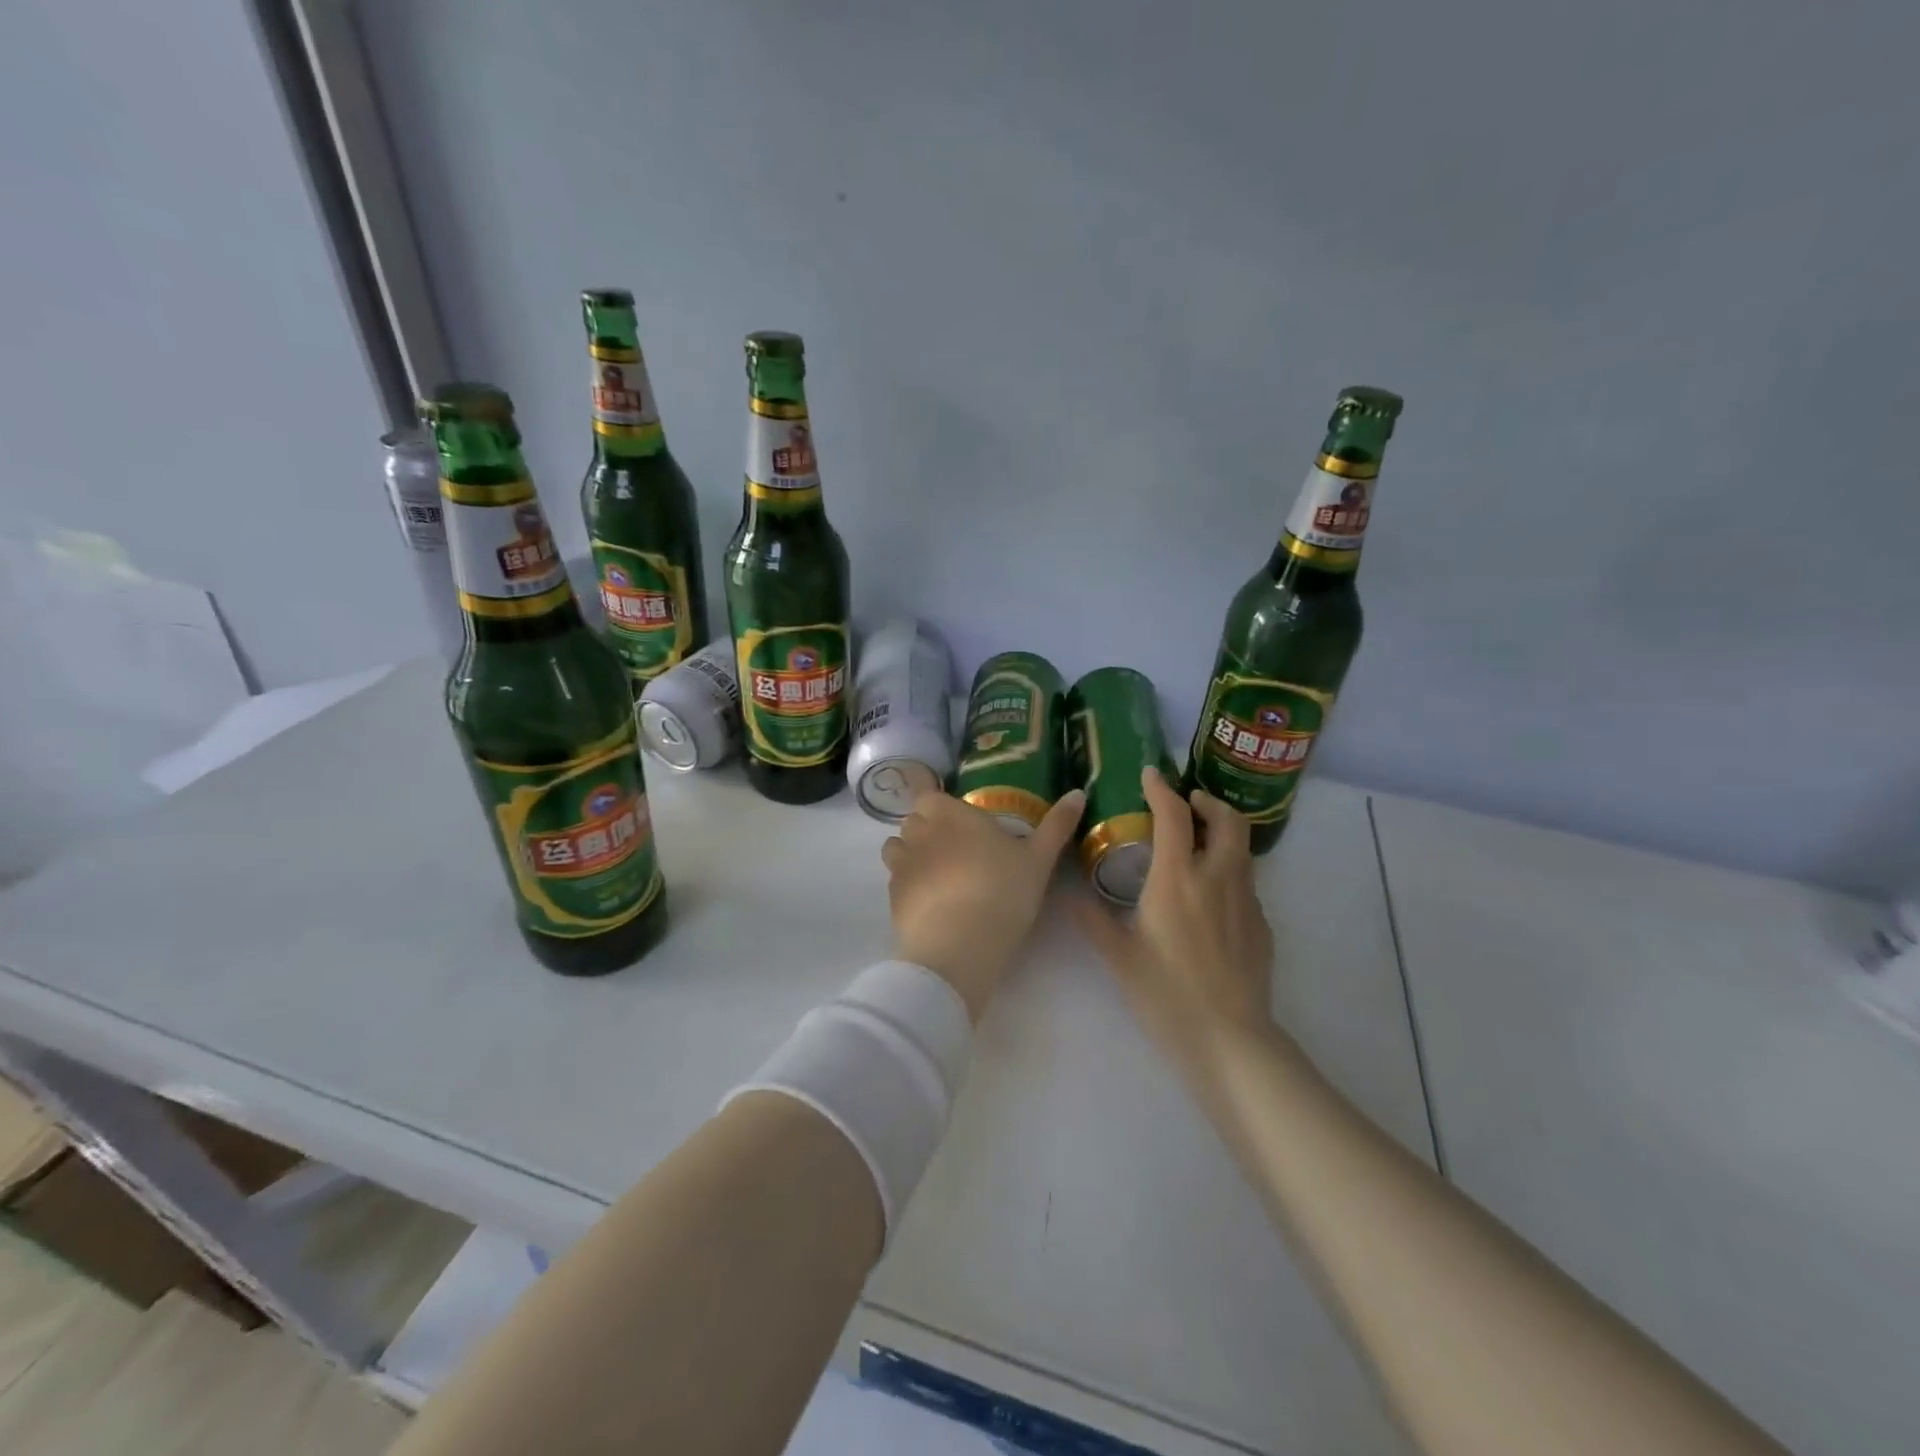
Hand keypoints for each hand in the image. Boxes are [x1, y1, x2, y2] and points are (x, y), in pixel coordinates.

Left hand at [880, 789, 1084, 1021]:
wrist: (960, 945)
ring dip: (911, 854)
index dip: (939, 806)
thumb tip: (1077, 793)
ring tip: (937, 874)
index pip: (928, 795)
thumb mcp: (1039, 858)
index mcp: (951, 814)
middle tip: (955, 849)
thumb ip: (1057, 824)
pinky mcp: (891, 897)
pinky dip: (907, 885)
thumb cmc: (1003, 891)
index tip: (957, 821)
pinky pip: (894, 880)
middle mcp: (920, 832)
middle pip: (913, 819)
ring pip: (897, 848)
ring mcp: (901, 864)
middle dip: (927, 828)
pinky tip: (929, 903)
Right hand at [1070, 767, 1275, 1084]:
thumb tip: (1068, 894)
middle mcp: (1218, 879)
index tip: (1151, 774)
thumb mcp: (1119, 957)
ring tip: (1197, 844)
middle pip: (1227, 820)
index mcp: (1178, 880)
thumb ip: (1093, 919)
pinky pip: (1246, 883)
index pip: (1174, 815)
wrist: (1229, 1040)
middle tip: (1188, 803)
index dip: (1162, 788)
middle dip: (1208, 802)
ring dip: (1221, 834)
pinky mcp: (1262, 925)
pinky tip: (1209, 898)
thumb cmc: (1166, 994)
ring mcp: (1246, 901)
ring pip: (1242, 849)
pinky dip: (1228, 871)